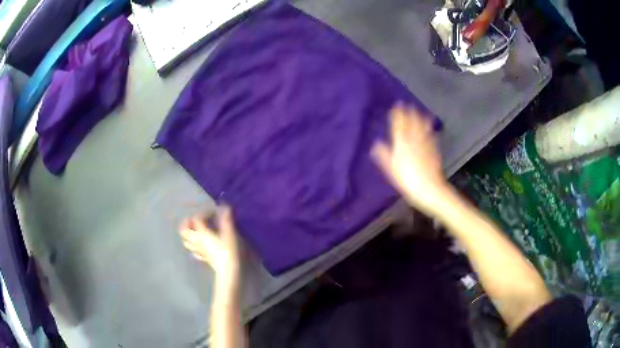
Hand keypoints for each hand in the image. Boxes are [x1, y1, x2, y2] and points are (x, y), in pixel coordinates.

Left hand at [180, 206, 239, 284]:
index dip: (202, 214)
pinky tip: (199, 246)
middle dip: (186, 223)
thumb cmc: (228, 251)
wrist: (228, 271)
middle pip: (183, 231)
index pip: (195, 219)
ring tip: (195, 231)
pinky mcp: (203, 258)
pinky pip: (193, 252)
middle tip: (193, 220)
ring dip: (188, 235)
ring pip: (186, 242)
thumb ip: (226, 220)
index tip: (212, 213)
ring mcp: (198, 251)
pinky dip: (194, 246)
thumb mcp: (229, 234)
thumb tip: (224, 206)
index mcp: (202, 233)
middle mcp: (197, 241)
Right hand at [371, 104, 449, 216]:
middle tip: (408, 104)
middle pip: (412, 124)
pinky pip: (432, 137)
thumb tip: (376, 143)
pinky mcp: (434, 151)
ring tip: (421, 112)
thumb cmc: (407, 180)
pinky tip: (432, 129)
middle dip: (410, 113)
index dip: (398, 115)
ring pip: (423, 128)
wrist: (429, 188)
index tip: (397, 105)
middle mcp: (414, 140)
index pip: (399, 126)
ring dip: (421, 118)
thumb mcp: (391, 169)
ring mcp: (426, 145)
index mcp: (401, 144)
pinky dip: (431, 131)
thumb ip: (384, 155)